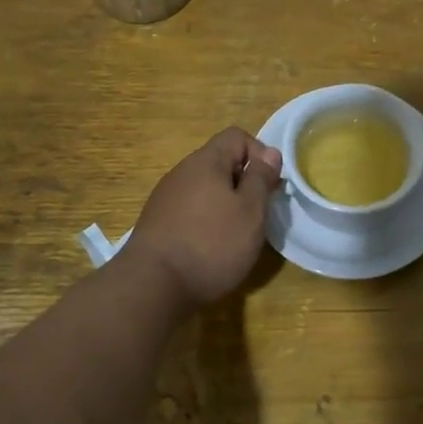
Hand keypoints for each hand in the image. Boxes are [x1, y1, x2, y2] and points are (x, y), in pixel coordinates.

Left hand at [123, 128, 282, 308]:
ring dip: (225, 204)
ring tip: (235, 234)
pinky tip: (209, 247)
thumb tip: (270, 152)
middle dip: (243, 183)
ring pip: (205, 188)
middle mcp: (182, 172)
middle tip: (256, 215)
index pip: (237, 136)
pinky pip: (190, 209)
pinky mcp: (157, 222)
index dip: (259, 155)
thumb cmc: (211, 244)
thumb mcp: (250, 211)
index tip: (269, 186)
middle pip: (220, 162)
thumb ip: (261, 179)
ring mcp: (166, 197)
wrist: (152, 286)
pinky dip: (206, 220)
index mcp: (206, 162)